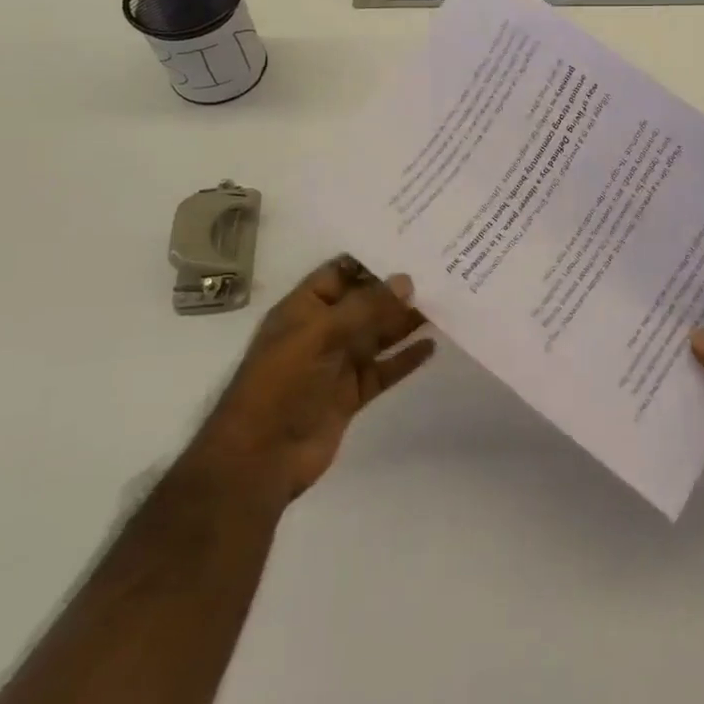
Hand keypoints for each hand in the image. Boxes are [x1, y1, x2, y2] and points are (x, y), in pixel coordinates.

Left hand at [198, 256, 434, 500]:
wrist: (260, 459)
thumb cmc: (281, 384)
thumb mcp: (319, 334)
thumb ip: (365, 307)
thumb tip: (406, 280)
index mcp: (304, 309)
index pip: (340, 272)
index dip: (370, 259)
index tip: (410, 244)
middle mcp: (322, 331)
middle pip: (364, 303)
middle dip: (396, 289)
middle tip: (438, 271)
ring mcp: (337, 364)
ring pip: (377, 335)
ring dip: (405, 321)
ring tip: (443, 303)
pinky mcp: (351, 395)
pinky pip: (383, 370)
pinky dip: (405, 358)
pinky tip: (431, 346)